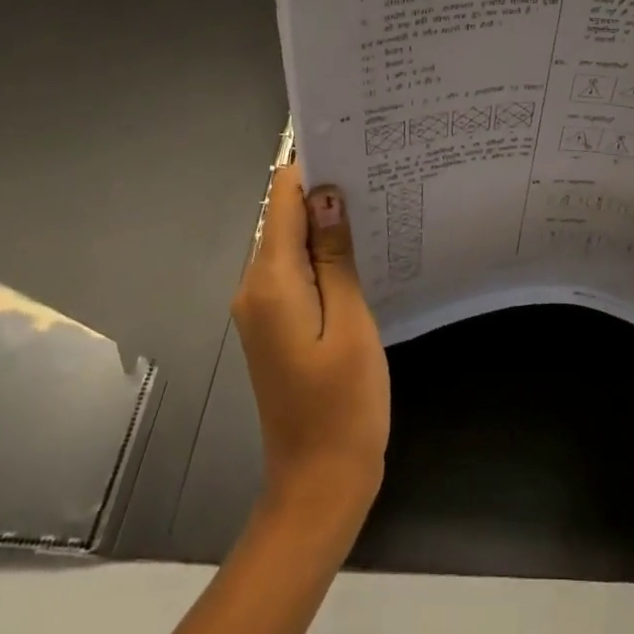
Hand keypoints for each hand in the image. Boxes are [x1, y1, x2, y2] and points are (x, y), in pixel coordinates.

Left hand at [231, 165, 389, 536]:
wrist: (319, 486)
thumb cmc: (343, 403)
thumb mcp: (350, 320)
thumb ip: (334, 255)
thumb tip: (327, 194)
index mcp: (269, 282)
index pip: (282, 199)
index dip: (313, 167)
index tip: (355, 147)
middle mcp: (254, 287)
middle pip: (285, 217)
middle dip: (326, 192)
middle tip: (379, 172)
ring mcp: (262, 308)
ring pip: (292, 243)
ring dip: (328, 224)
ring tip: (379, 202)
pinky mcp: (275, 324)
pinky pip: (296, 271)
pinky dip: (324, 255)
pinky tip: (362, 251)